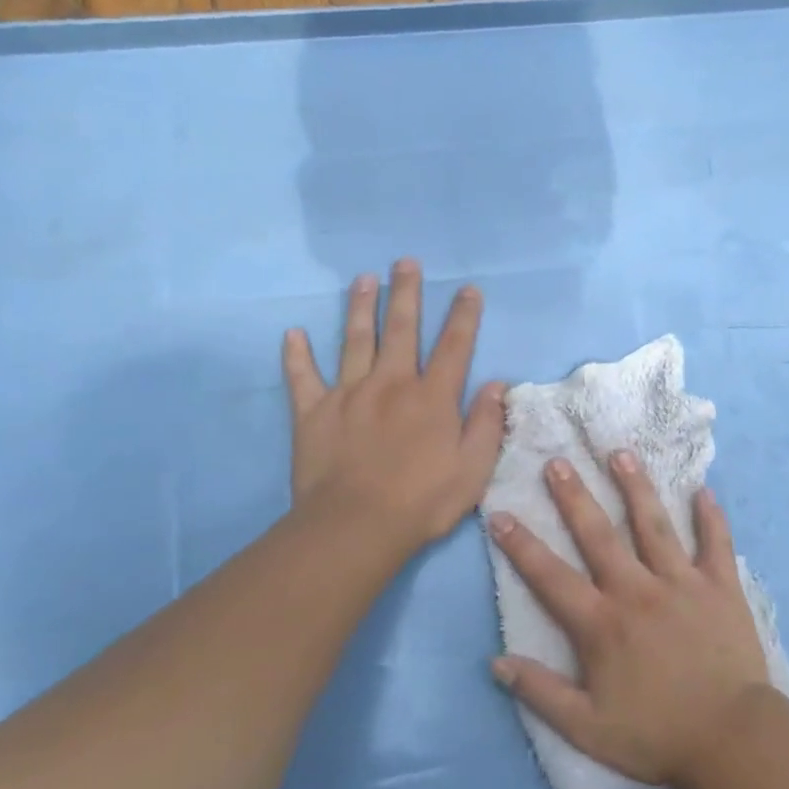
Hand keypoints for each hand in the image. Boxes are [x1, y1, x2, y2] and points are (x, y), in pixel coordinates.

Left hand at [283, 259, 505, 551]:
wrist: (356, 526)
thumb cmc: (422, 501)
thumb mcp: (473, 469)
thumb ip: (486, 424)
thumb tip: (496, 384)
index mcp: (432, 398)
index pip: (454, 346)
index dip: (463, 316)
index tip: (467, 289)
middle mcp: (391, 384)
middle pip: (402, 330)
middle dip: (406, 293)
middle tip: (405, 262)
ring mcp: (349, 394)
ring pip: (355, 340)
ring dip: (360, 307)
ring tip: (363, 279)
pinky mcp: (313, 412)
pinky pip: (302, 377)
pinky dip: (296, 355)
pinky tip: (293, 334)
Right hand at [487, 452, 770, 788]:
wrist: (732, 739)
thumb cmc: (657, 735)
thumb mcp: (587, 728)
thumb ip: (540, 693)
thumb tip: (496, 662)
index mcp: (602, 623)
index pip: (551, 576)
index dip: (521, 545)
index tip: (500, 514)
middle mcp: (637, 590)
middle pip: (599, 535)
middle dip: (574, 497)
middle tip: (558, 461)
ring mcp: (682, 583)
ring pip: (654, 525)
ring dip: (636, 488)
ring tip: (621, 454)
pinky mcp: (721, 587)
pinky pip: (715, 543)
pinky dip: (710, 517)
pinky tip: (703, 490)